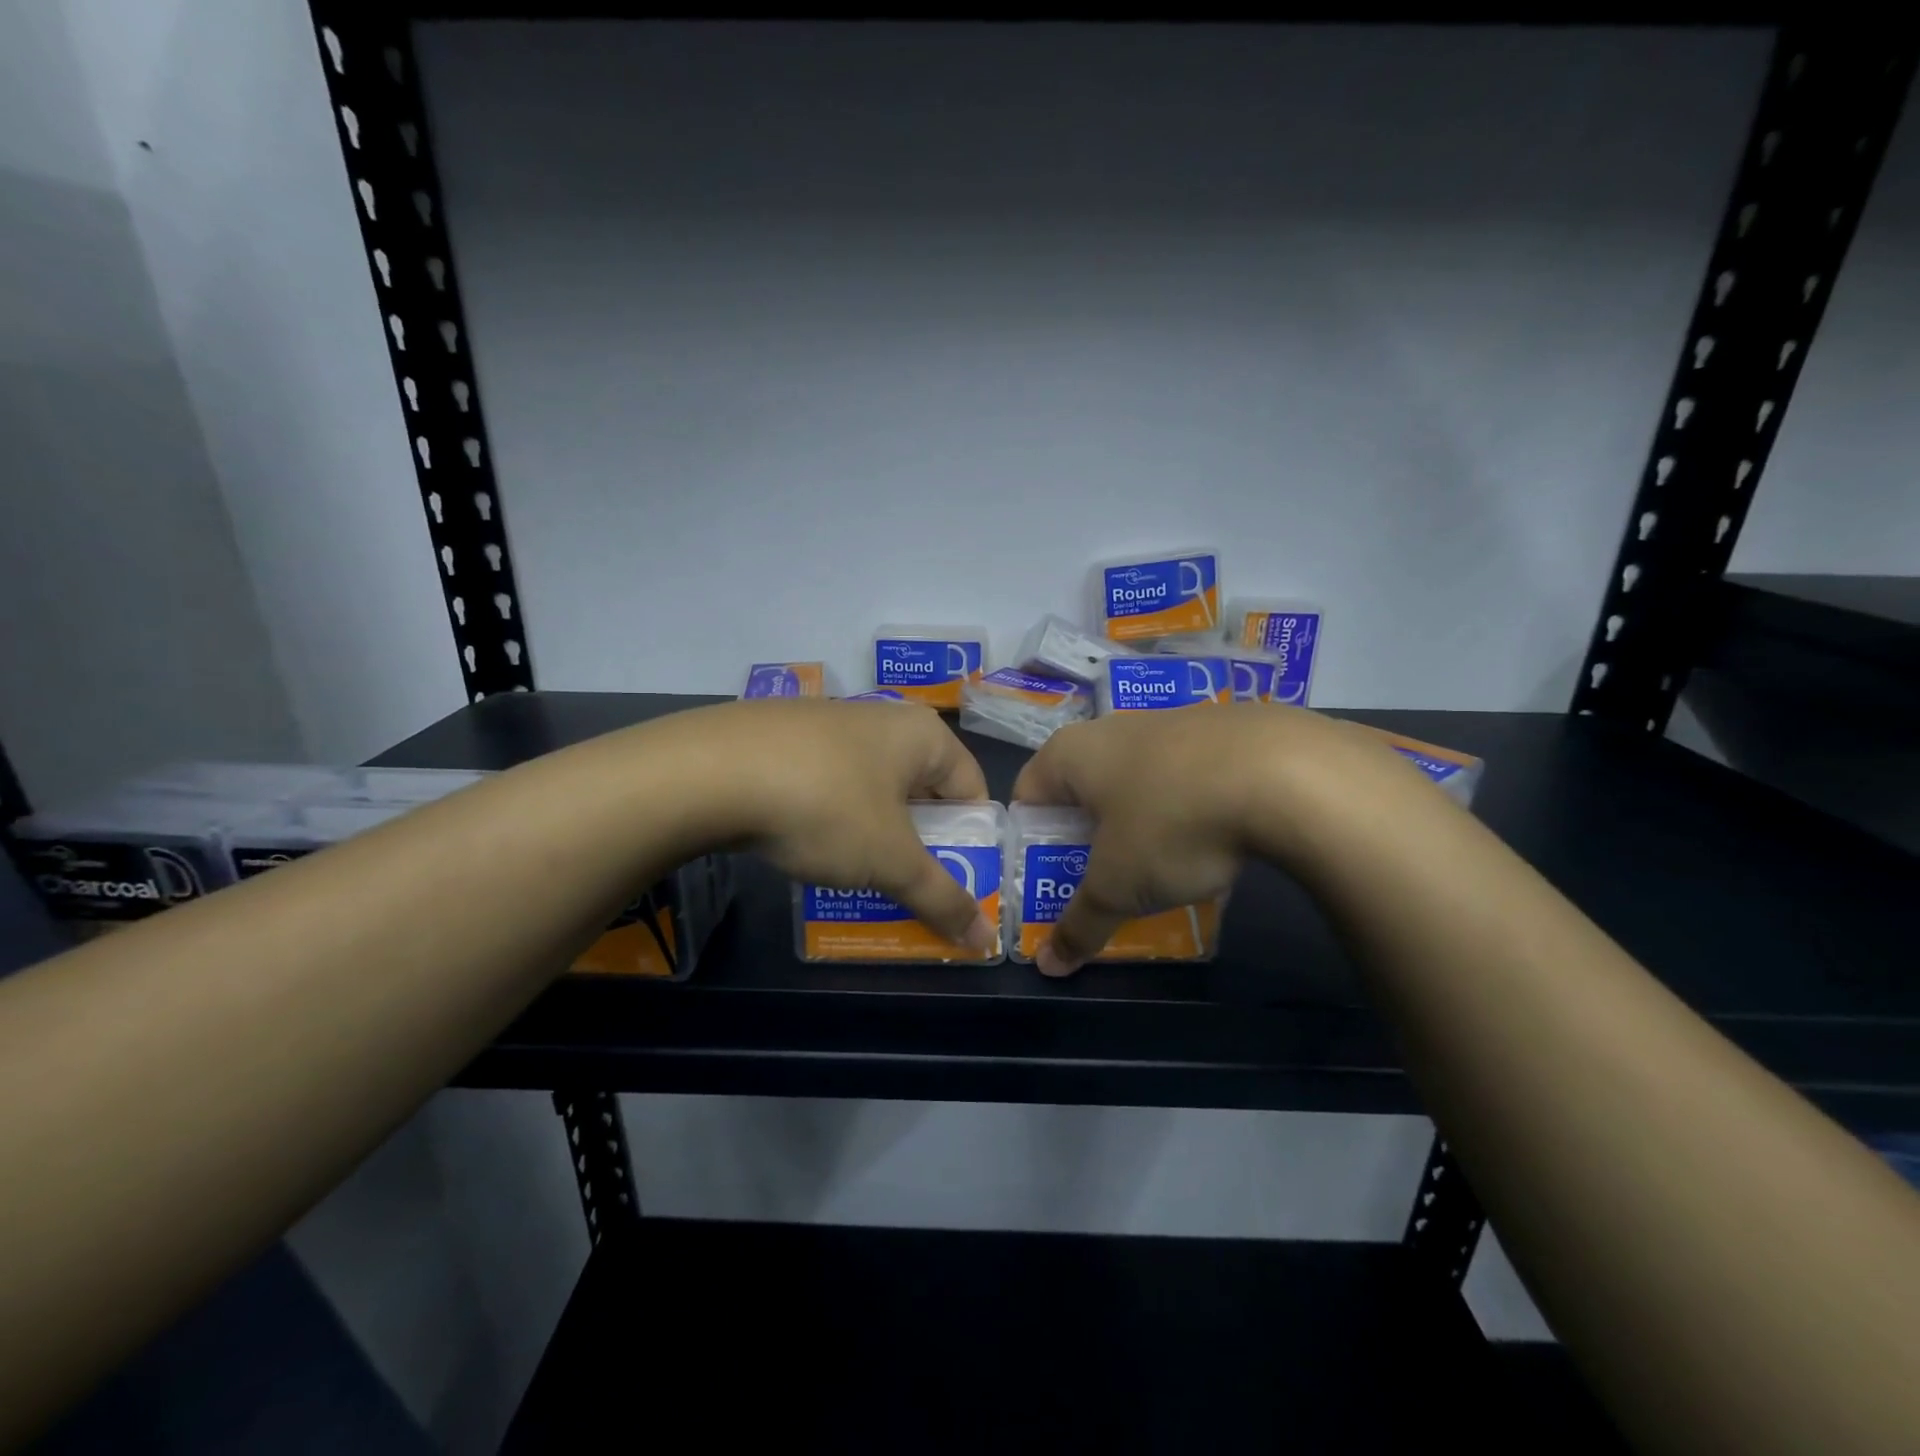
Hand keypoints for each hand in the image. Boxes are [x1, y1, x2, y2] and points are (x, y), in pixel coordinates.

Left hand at [684, 698, 996, 952]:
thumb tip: (985, 943)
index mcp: (923, 734)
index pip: (972, 791)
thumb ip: (942, 898)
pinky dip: (830, 819)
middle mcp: (882, 718)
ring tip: (856, 877)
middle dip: (918, 845)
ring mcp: (828, 723)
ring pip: (871, 791)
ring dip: (873, 836)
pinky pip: (827, 785)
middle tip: (907, 888)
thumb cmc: (826, 807)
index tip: (954, 884)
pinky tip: (806, 846)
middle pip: (921, 792)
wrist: (709, 771)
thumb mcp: (889, 861)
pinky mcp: (783, 737)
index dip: (971, 843)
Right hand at [1011, 705, 1415, 974]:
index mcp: (1071, 752)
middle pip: (1084, 791)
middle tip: (1106, 883)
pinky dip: (1189, 809)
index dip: (1032, 844)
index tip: (1053, 880)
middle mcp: (1113, 728)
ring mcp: (1172, 721)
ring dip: (1142, 827)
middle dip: (1090, 840)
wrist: (1287, 773)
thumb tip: (1048, 966)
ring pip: (1139, 783)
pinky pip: (1188, 777)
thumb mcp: (1118, 886)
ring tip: (1164, 871)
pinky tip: (1217, 842)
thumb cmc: (1171, 822)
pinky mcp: (1223, 729)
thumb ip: (1079, 924)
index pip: (1027, 796)